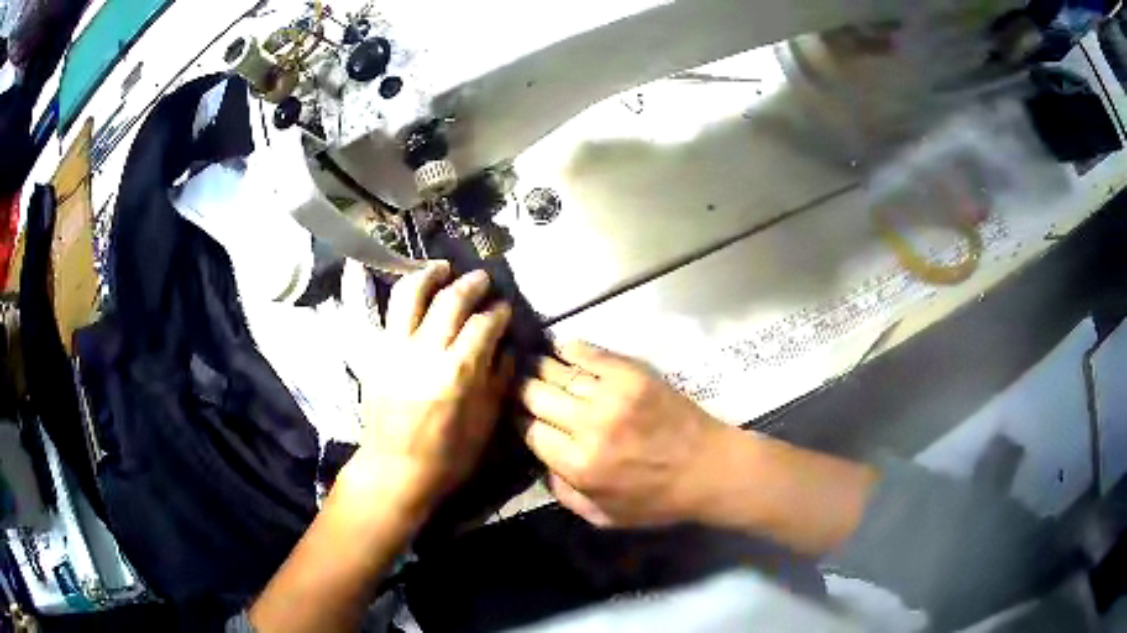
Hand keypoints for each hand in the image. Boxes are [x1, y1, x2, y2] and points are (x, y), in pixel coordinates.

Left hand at [348, 261, 512, 513]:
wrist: (394, 470)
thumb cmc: (447, 456)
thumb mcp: (486, 424)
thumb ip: (499, 379)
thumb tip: (505, 346)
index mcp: (458, 374)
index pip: (484, 325)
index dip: (499, 312)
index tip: (505, 309)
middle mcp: (425, 353)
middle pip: (450, 300)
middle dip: (471, 284)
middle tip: (483, 279)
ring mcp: (395, 349)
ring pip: (411, 294)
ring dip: (430, 274)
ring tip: (444, 267)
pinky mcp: (376, 352)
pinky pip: (389, 312)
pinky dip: (405, 293)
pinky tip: (417, 289)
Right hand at [519, 342, 725, 527]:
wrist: (709, 468)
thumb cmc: (657, 500)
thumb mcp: (603, 516)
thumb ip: (563, 492)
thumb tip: (541, 459)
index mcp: (579, 465)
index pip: (529, 430)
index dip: (521, 422)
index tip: (523, 418)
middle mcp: (588, 426)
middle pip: (535, 395)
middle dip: (524, 393)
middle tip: (525, 392)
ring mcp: (611, 395)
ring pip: (555, 370)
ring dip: (541, 370)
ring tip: (536, 369)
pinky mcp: (631, 373)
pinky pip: (587, 352)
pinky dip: (568, 349)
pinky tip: (561, 351)